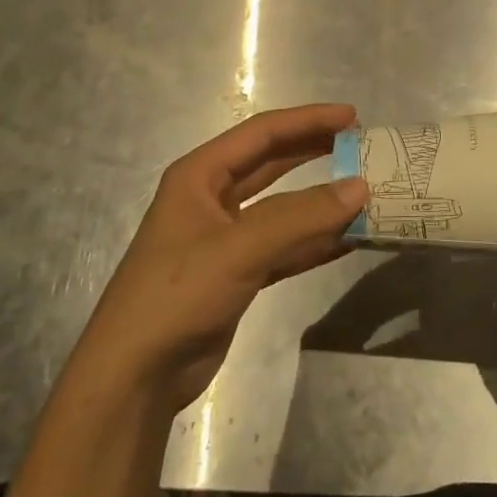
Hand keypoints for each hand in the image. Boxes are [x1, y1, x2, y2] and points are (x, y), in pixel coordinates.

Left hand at [78, 104, 367, 413]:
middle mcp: (211, 198)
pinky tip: (347, 238)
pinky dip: (314, 241)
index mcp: (200, 175)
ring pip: (282, 207)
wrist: (134, 379)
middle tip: (358, 145)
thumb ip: (302, 217)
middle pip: (272, 162)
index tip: (352, 117)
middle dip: (314, 151)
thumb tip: (360, 187)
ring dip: (319, 201)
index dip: (308, 120)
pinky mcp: (236, 275)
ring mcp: (224, 239)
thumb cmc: (177, 295)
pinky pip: (284, 246)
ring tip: (362, 191)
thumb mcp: (239, 249)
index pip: (262, 132)